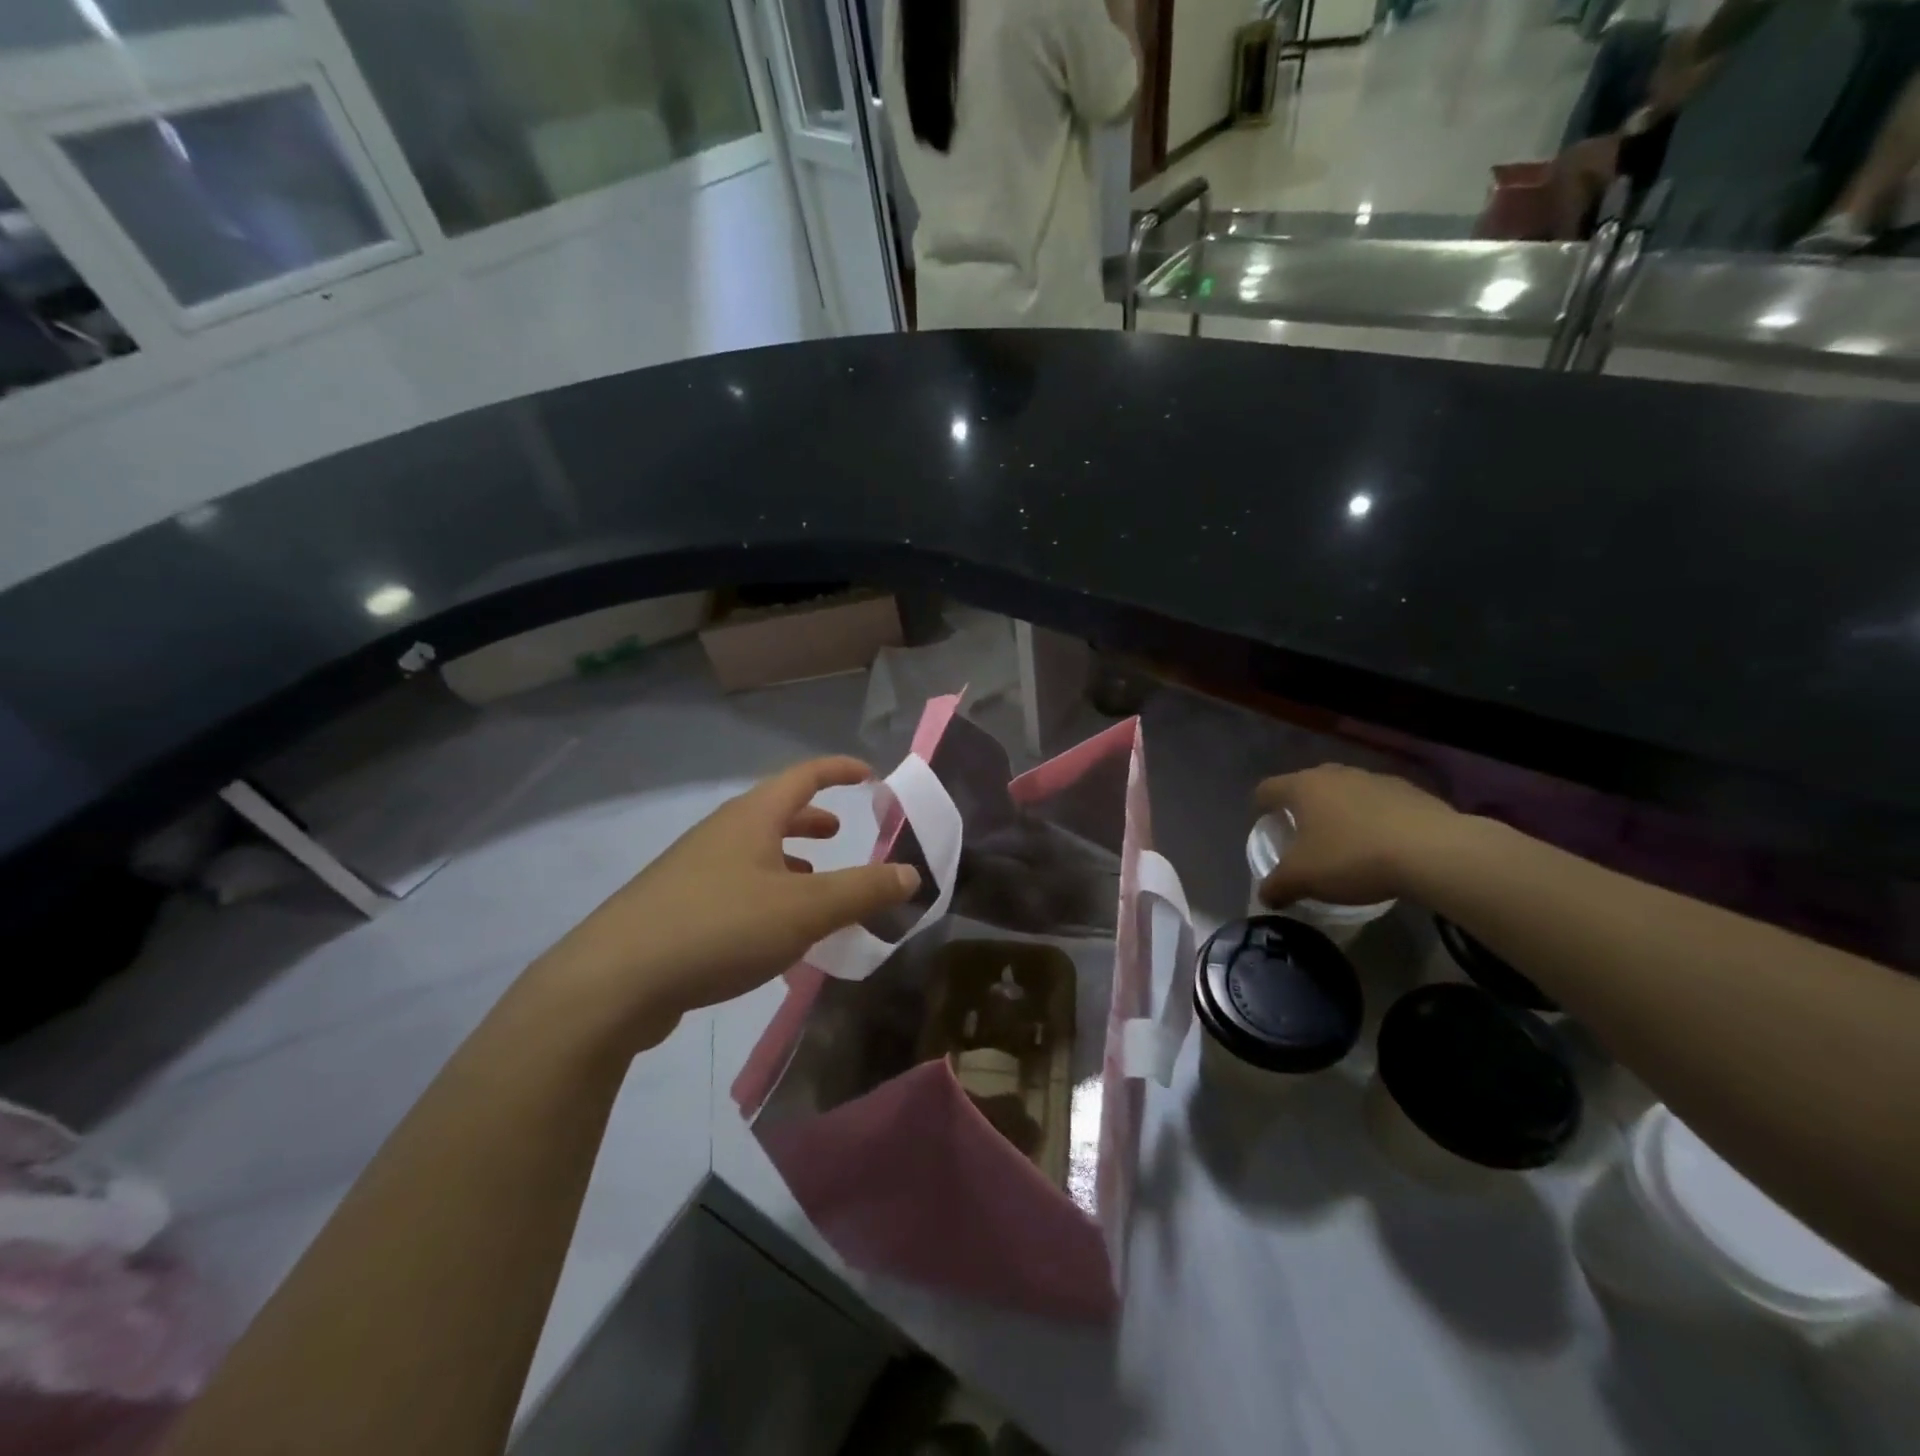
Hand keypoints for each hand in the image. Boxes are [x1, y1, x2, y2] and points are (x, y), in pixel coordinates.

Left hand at [537, 757, 918, 1049]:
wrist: (613, 982)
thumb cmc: (719, 928)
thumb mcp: (805, 910)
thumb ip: (862, 891)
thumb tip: (911, 873)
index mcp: (751, 818)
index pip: (804, 776)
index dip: (839, 770)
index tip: (869, 775)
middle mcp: (720, 834)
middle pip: (774, 811)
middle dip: (811, 818)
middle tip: (839, 832)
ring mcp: (692, 870)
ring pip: (752, 852)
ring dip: (787, 860)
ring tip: (813, 885)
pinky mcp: (674, 908)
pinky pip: (734, 886)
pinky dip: (765, 893)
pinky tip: (772, 933)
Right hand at [1253, 765, 1462, 907]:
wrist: (1433, 852)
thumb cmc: (1353, 858)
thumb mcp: (1304, 879)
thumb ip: (1277, 886)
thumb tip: (1264, 896)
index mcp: (1302, 787)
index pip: (1267, 789)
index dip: (1260, 807)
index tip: (1264, 826)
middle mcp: (1334, 774)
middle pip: (1307, 785)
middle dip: (1302, 807)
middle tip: (1304, 835)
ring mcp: (1374, 779)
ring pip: (1345, 791)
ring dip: (1340, 811)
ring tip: (1346, 841)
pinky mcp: (1409, 790)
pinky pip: (1379, 802)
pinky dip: (1374, 817)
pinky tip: (1383, 844)